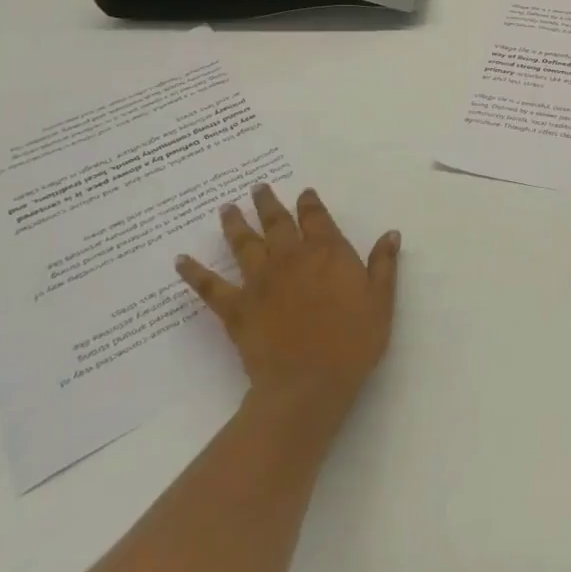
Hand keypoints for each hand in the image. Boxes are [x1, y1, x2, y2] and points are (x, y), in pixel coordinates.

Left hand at [176, 184, 398, 419]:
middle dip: (268, 202)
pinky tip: (180, 261)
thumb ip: (383, 265)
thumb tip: (390, 233)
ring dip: (235, 223)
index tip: (304, 192)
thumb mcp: (380, 301)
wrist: (308, 384)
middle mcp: (290, 257)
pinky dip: (194, 273)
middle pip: (276, 221)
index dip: (310, 202)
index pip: (315, 217)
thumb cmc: (353, 342)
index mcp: (326, 252)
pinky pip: (210, 286)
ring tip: (226, 208)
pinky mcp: (236, 308)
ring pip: (244, 243)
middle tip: (258, 187)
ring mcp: (260, 281)